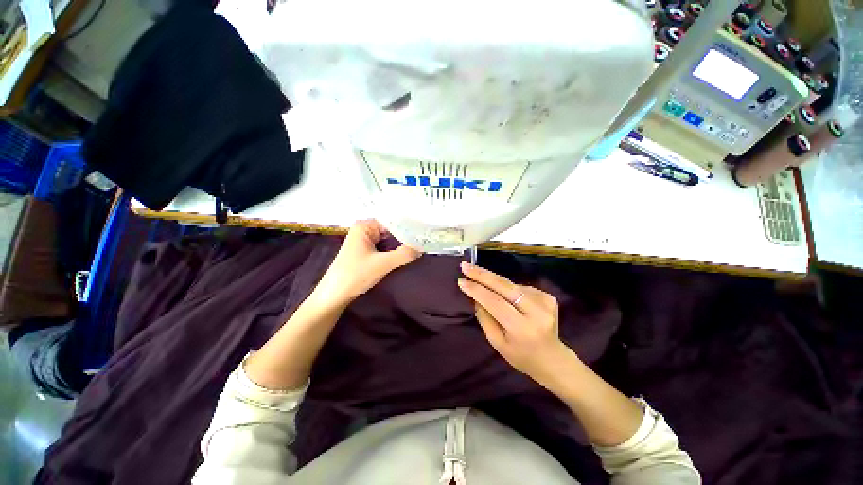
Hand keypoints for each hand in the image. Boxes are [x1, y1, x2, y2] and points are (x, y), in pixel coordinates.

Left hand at [314, 219, 421, 305]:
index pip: (393, 220)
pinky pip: (385, 245)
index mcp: (365, 225)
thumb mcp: (382, 264)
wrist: (334, 295)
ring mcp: (365, 240)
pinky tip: (408, 251)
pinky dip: (395, 249)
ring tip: (422, 242)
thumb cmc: (355, 275)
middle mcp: (365, 229)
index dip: (409, 225)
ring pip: (389, 238)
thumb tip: (424, 246)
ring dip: (402, 243)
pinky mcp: (366, 250)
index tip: (426, 229)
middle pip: (392, 228)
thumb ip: (404, 254)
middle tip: (427, 237)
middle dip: (407, 234)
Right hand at [457, 262, 574, 385]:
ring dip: (494, 282)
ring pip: (511, 285)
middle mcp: (537, 312)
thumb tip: (475, 296)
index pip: (495, 302)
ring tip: (482, 283)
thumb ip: (485, 318)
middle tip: (465, 266)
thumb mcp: (497, 343)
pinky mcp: (548, 296)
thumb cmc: (521, 356)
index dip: (477, 290)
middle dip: (482, 274)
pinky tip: (507, 297)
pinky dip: (507, 289)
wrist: (553, 360)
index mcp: (523, 329)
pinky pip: (520, 287)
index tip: (461, 280)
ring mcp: (545, 302)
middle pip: (505, 286)